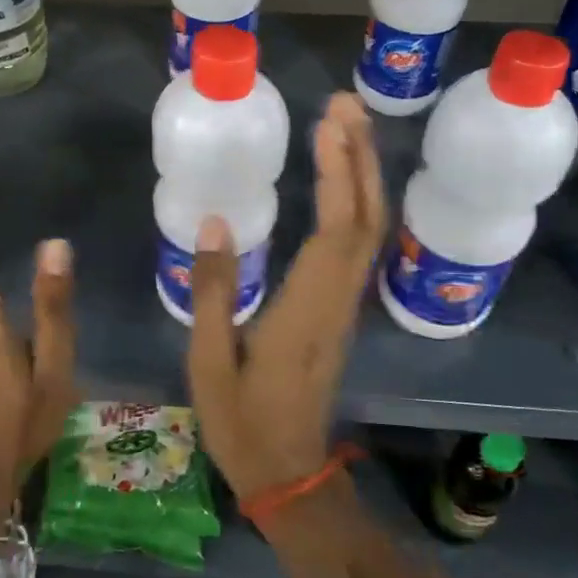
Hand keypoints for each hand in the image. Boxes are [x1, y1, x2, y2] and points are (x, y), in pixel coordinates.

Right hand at [187, 92, 387, 502]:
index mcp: (305, 309)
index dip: (338, 173)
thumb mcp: (208, 362)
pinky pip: (360, 247)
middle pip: (366, 219)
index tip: (328, 124)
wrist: (288, 474)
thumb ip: (212, 291)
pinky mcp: (341, 312)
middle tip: (344, 104)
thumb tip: (215, 223)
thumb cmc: (241, 422)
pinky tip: (343, 181)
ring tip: (346, 127)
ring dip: (364, 175)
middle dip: (360, 157)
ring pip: (370, 231)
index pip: (335, 229)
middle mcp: (337, 300)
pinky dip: (357, 203)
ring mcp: (345, 307)